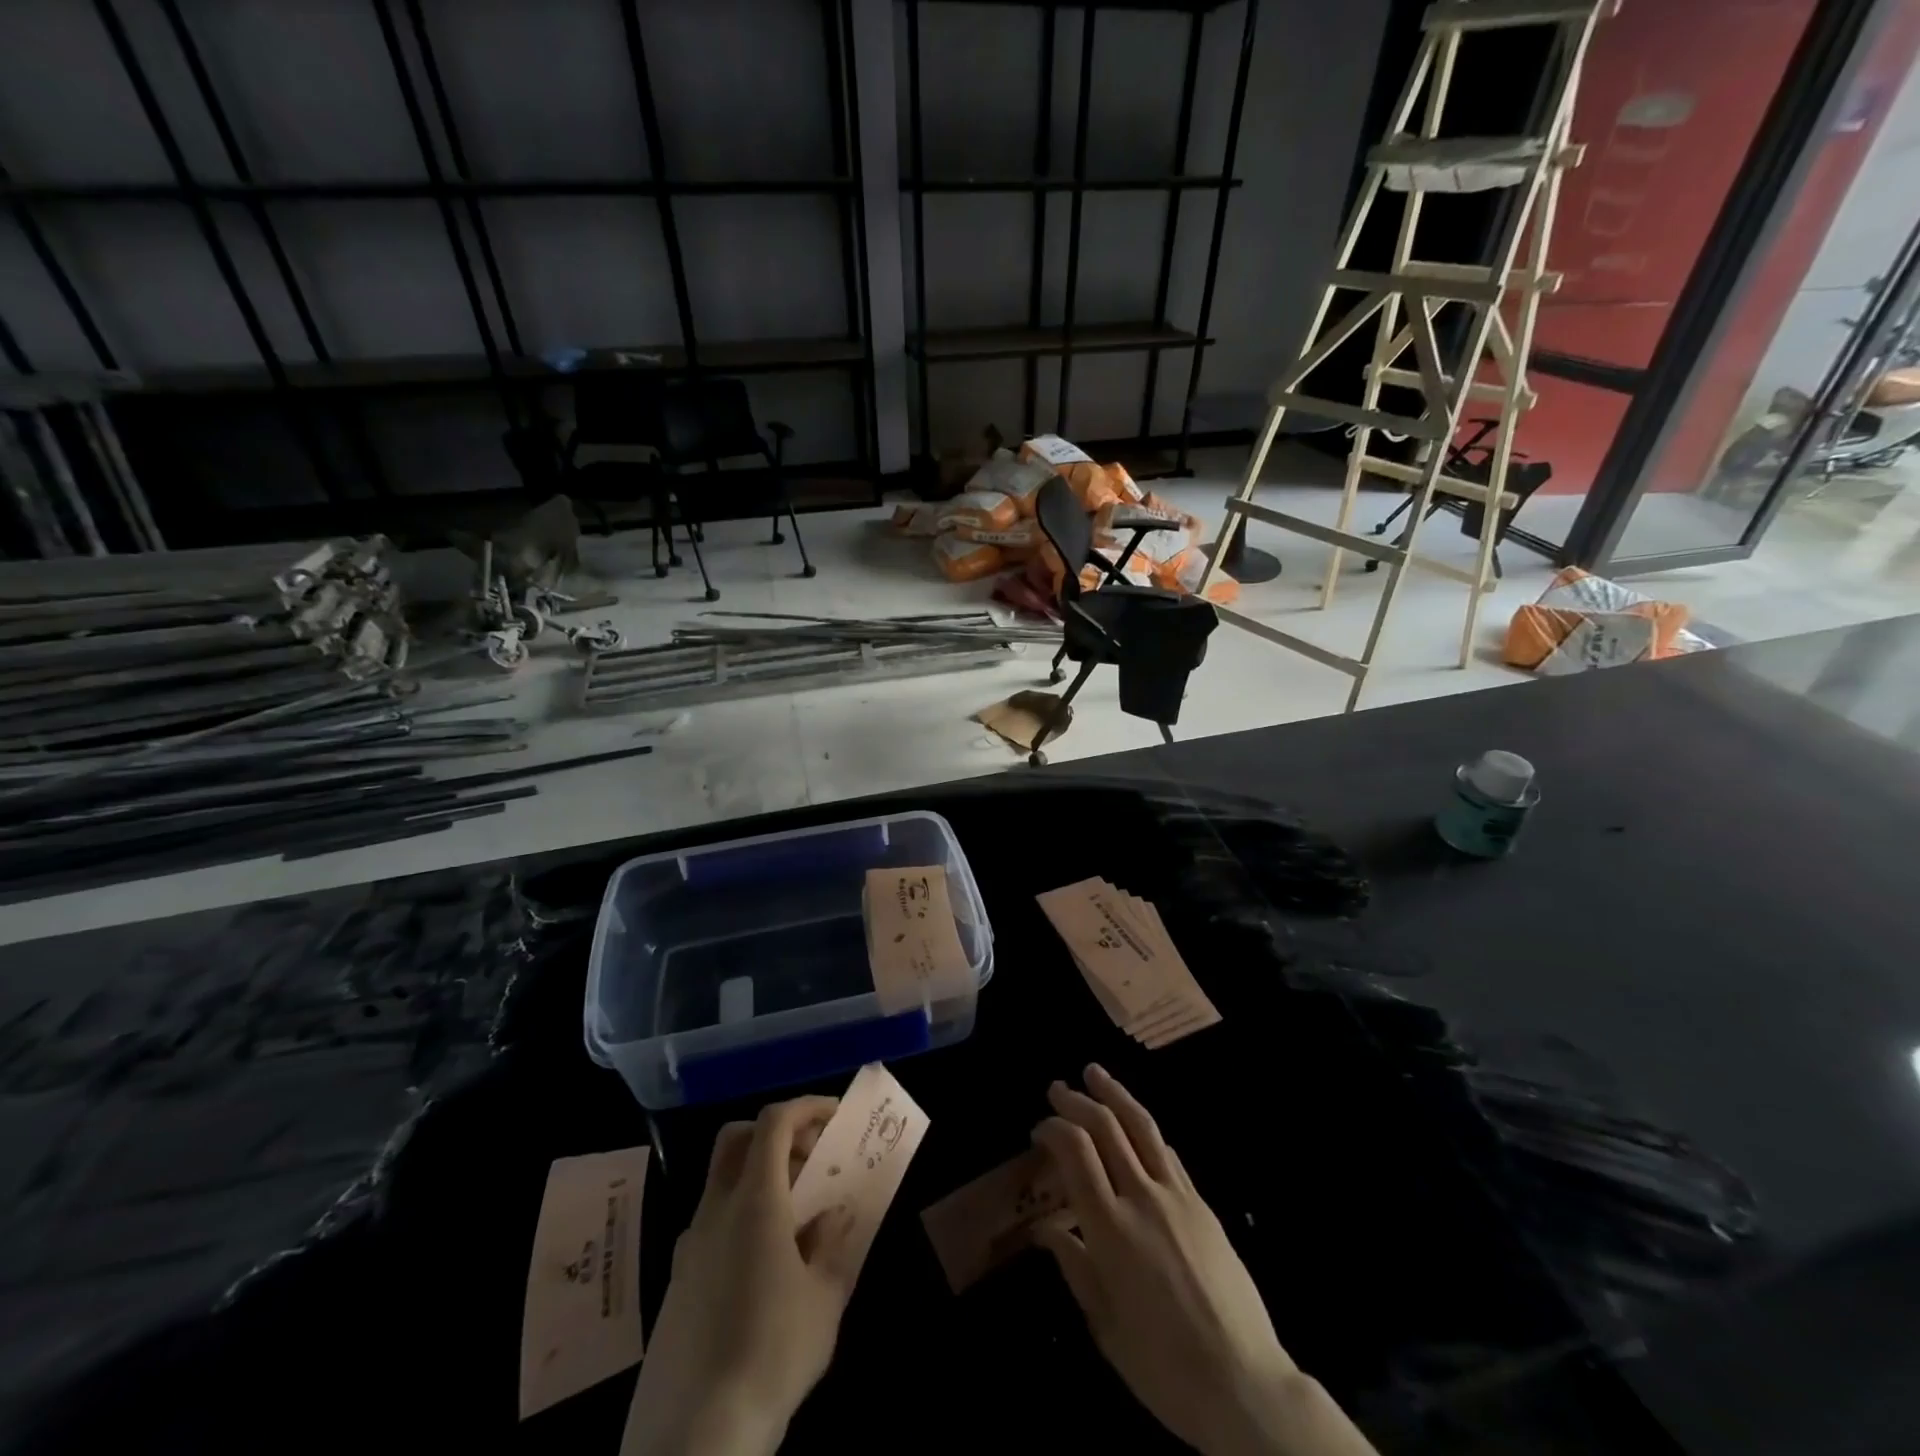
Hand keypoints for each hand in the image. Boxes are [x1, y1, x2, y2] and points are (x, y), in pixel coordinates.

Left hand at [622, 1097, 858, 1455]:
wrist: (692, 1440)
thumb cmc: (771, 1354)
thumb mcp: (824, 1298)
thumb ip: (832, 1243)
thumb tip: (834, 1214)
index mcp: (753, 1201)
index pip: (773, 1122)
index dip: (806, 1107)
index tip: (835, 1116)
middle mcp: (715, 1210)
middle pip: (737, 1139)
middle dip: (777, 1133)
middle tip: (811, 1158)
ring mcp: (689, 1246)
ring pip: (722, 1181)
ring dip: (760, 1176)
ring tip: (797, 1217)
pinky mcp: (677, 1283)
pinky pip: (713, 1223)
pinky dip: (742, 1215)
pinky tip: (765, 1266)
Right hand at [1031, 1066, 1375, 1455]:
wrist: (1244, 1384)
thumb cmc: (1163, 1366)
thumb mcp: (1104, 1324)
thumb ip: (1073, 1266)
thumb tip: (1044, 1229)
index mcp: (1110, 1228)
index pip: (1075, 1150)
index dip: (1053, 1128)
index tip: (1039, 1129)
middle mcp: (1142, 1198)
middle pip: (1106, 1127)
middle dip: (1078, 1100)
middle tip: (1057, 1088)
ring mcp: (1177, 1196)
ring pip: (1142, 1126)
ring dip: (1115, 1093)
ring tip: (1095, 1072)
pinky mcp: (1203, 1205)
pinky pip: (1168, 1154)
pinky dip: (1145, 1130)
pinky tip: (1137, 1126)